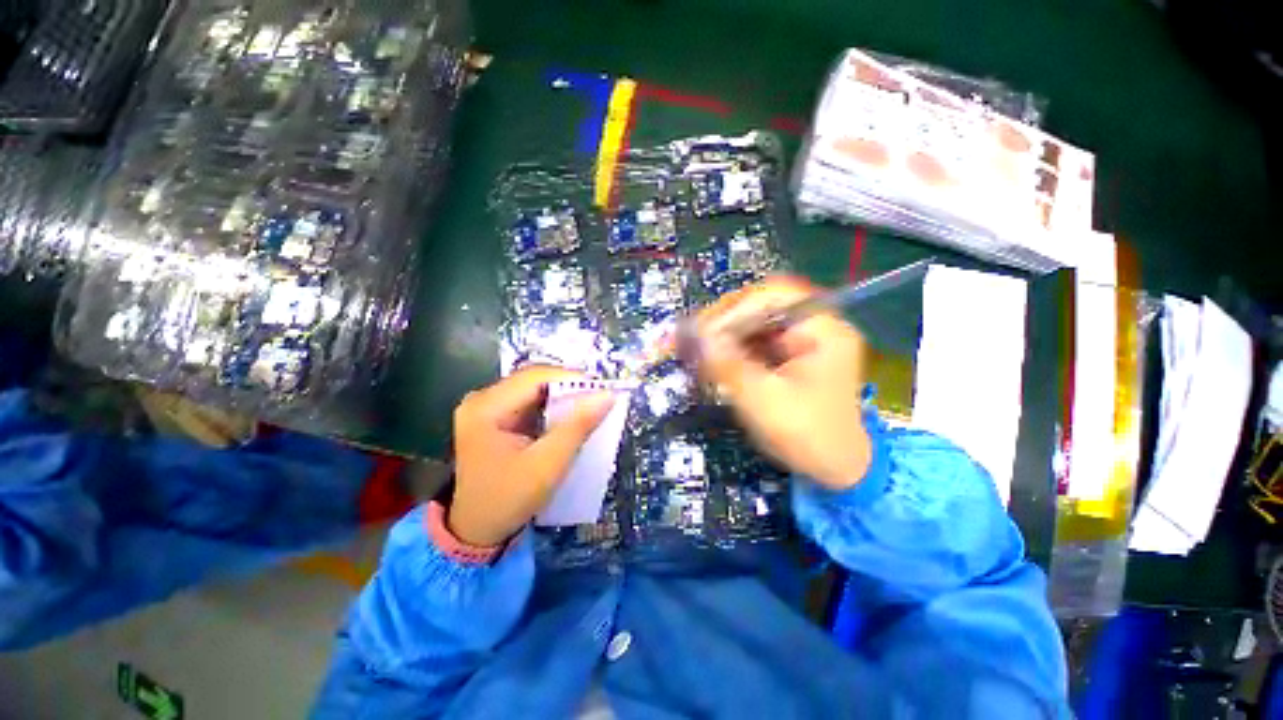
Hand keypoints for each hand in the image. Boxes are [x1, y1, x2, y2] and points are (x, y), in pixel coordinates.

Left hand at [449, 366, 614, 546]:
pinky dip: (552, 406)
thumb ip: (578, 426)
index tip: (602, 389)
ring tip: (589, 405)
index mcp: (485, 408)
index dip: (571, 378)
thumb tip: (607, 395)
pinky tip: (569, 416)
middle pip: (533, 380)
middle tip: (598, 397)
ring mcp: (486, 407)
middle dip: (568, 387)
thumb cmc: (509, 500)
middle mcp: (481, 400)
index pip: (534, 377)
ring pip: (534, 389)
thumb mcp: (548, 464)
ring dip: (562, 396)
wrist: (478, 531)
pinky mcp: (494, 417)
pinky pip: (529, 401)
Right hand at [695, 276, 871, 489]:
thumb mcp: (764, 401)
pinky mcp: (789, 354)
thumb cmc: (807, 436)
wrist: (835, 468)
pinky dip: (732, 347)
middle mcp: (815, 326)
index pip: (775, 296)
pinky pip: (755, 340)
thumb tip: (694, 336)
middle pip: (763, 306)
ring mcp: (802, 339)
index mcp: (823, 330)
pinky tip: (713, 358)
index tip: (704, 330)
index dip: (736, 308)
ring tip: (698, 348)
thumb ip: (728, 365)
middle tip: (694, 337)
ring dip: (725, 333)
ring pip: (755, 322)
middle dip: (725, 321)